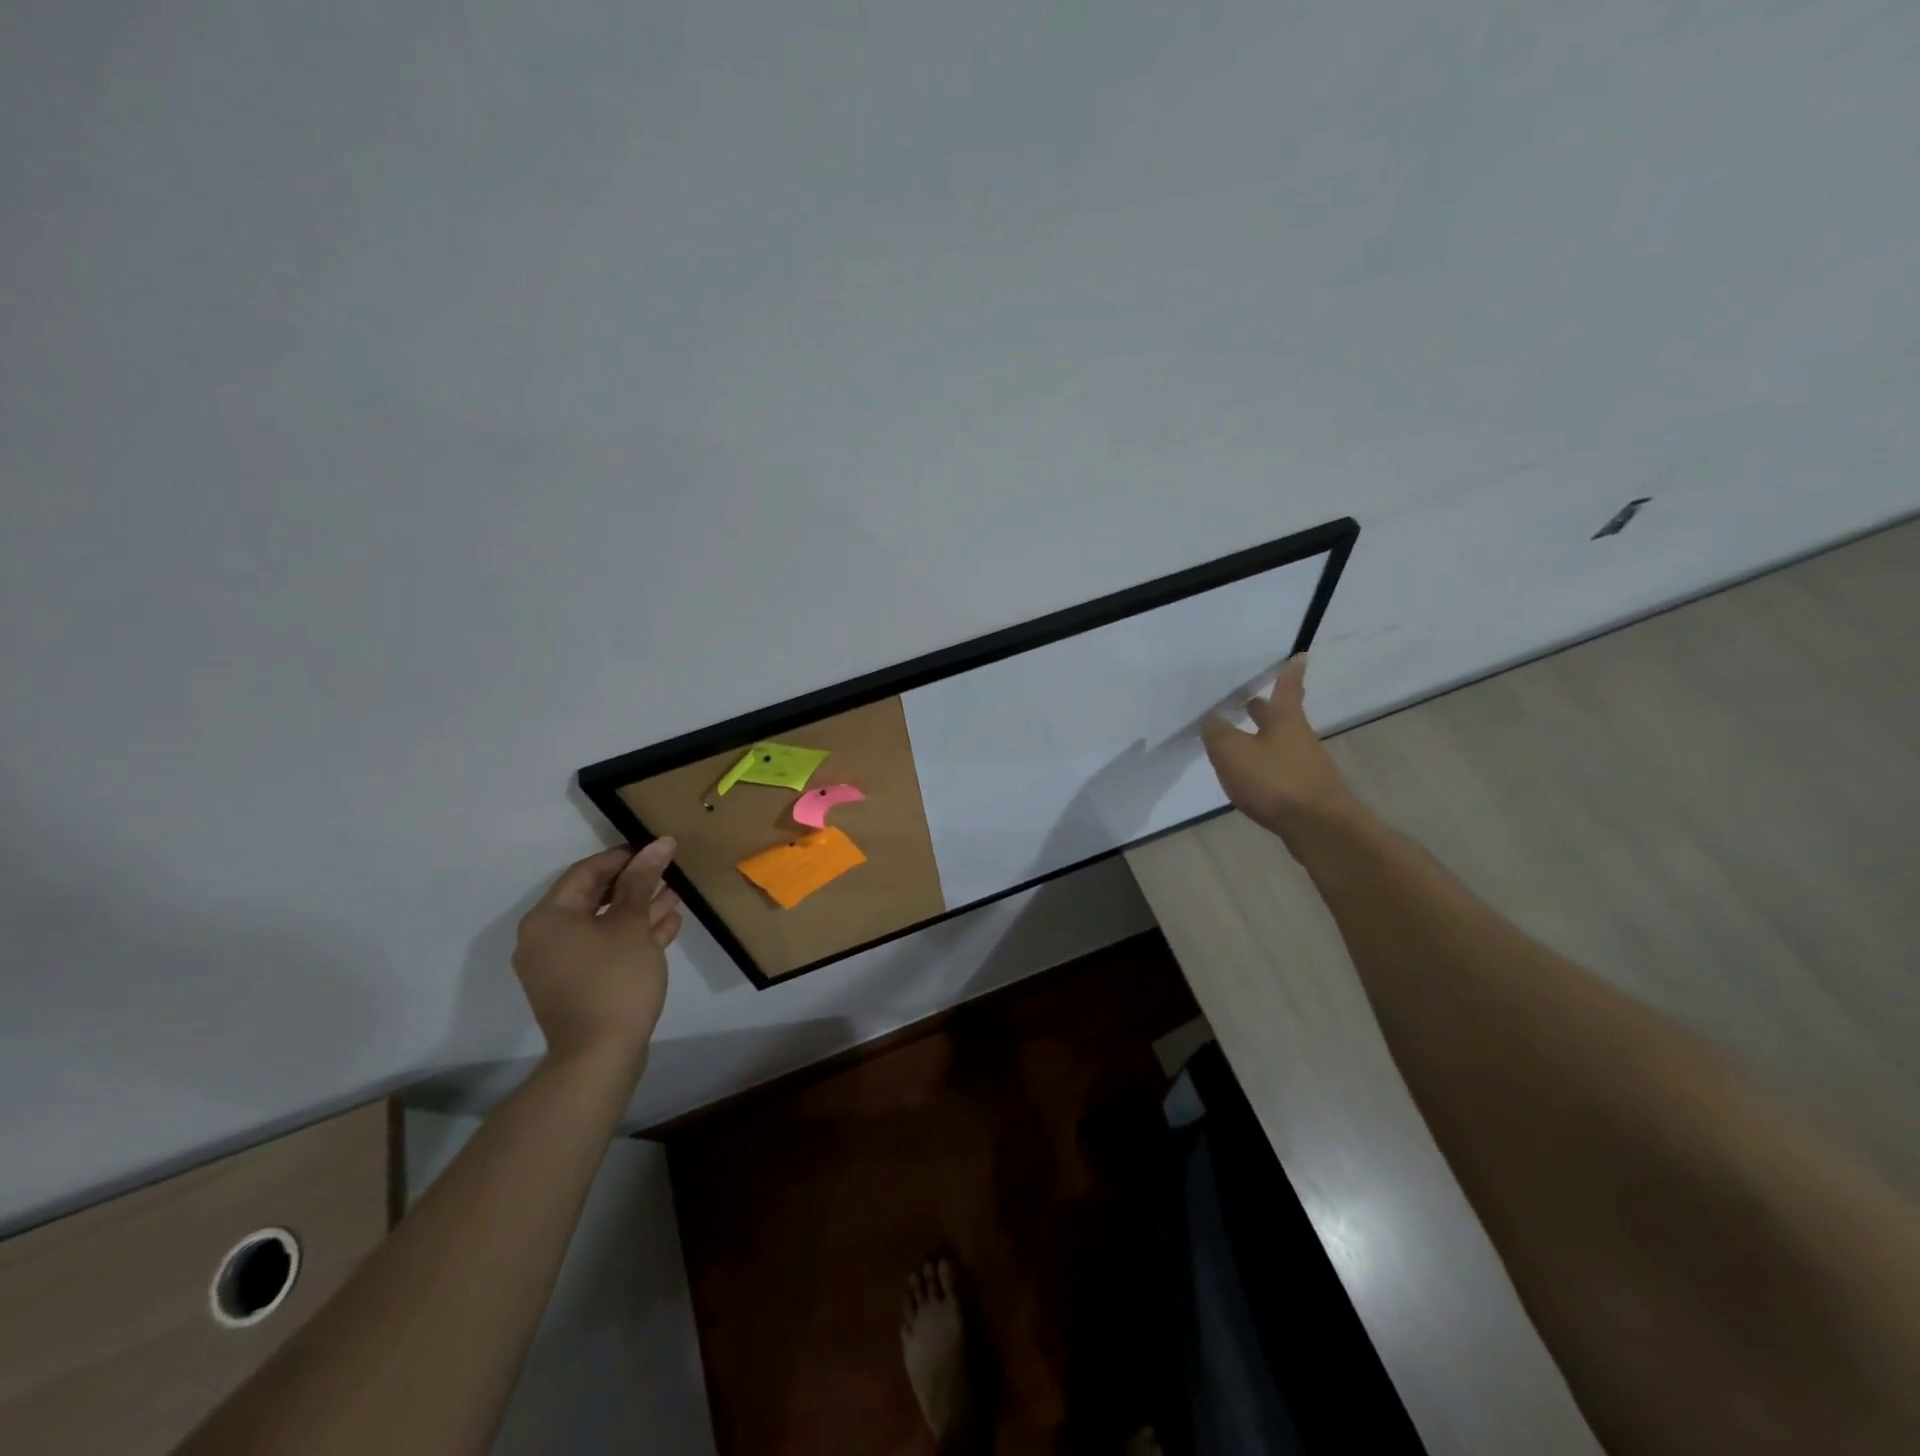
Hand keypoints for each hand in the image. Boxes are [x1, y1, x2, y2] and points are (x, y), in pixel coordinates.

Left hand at [512, 840, 683, 1068]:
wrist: (599, 1056)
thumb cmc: (613, 979)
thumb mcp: (631, 923)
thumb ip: (642, 880)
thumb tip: (659, 843)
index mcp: (549, 918)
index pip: (586, 871)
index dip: (624, 857)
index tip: (657, 849)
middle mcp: (545, 938)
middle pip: (593, 897)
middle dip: (635, 884)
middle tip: (670, 871)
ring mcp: (560, 965)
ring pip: (603, 924)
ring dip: (639, 909)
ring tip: (676, 894)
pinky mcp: (578, 985)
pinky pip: (605, 948)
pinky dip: (632, 936)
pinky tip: (668, 925)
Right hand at [1201, 655, 1358, 841]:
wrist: (1318, 827)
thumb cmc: (1274, 780)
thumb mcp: (1232, 752)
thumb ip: (1217, 732)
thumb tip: (1211, 718)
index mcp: (1284, 719)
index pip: (1287, 687)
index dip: (1290, 671)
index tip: (1300, 656)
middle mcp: (1299, 737)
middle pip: (1280, 717)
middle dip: (1264, 708)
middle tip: (1248, 701)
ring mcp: (1306, 765)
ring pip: (1279, 744)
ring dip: (1261, 739)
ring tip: (1238, 742)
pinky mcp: (1305, 791)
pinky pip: (1280, 769)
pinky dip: (1264, 766)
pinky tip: (1250, 778)